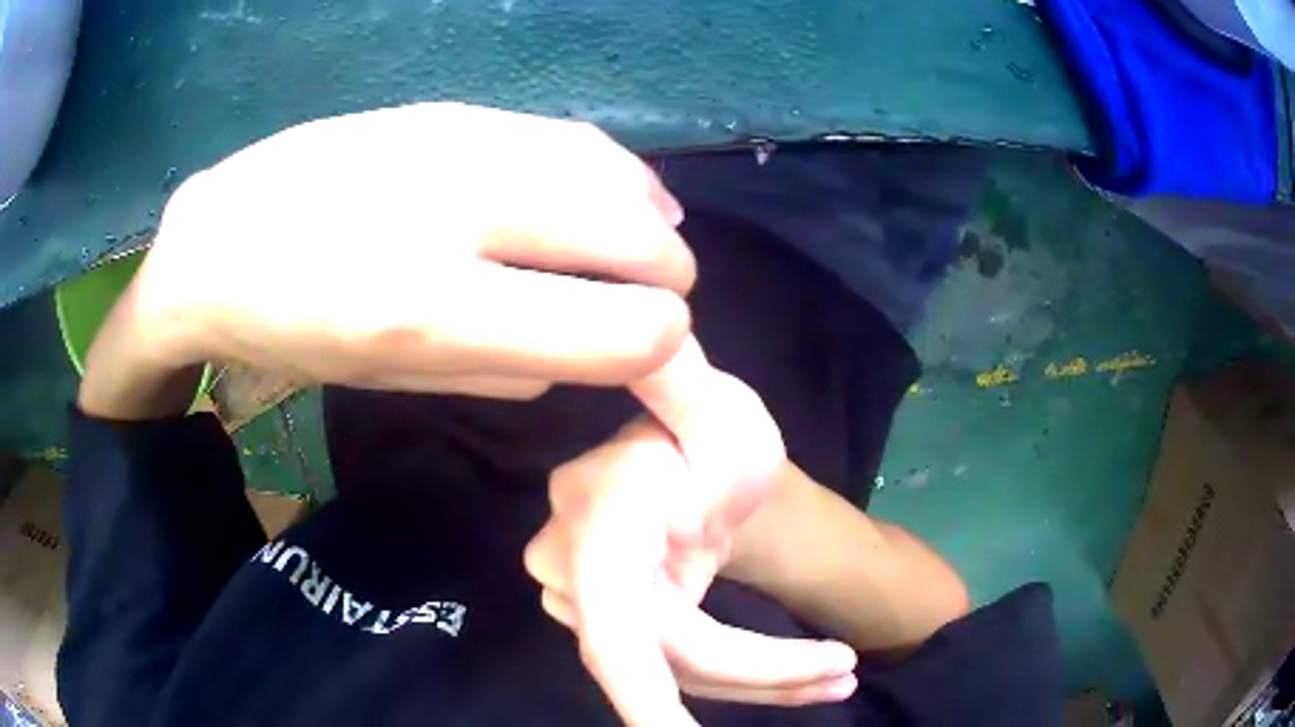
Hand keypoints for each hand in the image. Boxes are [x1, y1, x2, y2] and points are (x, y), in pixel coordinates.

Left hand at [118, 103, 694, 398]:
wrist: (219, 238)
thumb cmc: (292, 330)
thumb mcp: (388, 382)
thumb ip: (502, 370)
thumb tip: (590, 346)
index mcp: (431, 311)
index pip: (614, 327)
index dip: (657, 340)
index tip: (653, 344)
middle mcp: (456, 213)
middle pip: (628, 232)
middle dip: (669, 271)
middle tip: (665, 292)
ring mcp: (453, 142)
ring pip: (605, 169)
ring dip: (650, 212)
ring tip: (660, 237)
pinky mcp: (448, 108)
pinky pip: (563, 133)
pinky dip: (612, 165)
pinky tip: (619, 184)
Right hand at [525, 356, 857, 725]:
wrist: (697, 463)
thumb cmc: (712, 430)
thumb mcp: (715, 406)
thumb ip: (676, 377)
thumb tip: (651, 324)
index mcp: (599, 520)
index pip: (616, 626)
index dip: (644, 696)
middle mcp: (574, 570)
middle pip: (667, 655)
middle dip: (759, 672)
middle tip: (842, 674)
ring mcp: (590, 604)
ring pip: (678, 671)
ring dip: (763, 682)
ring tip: (836, 678)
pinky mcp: (617, 626)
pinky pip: (679, 669)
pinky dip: (746, 679)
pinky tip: (804, 681)